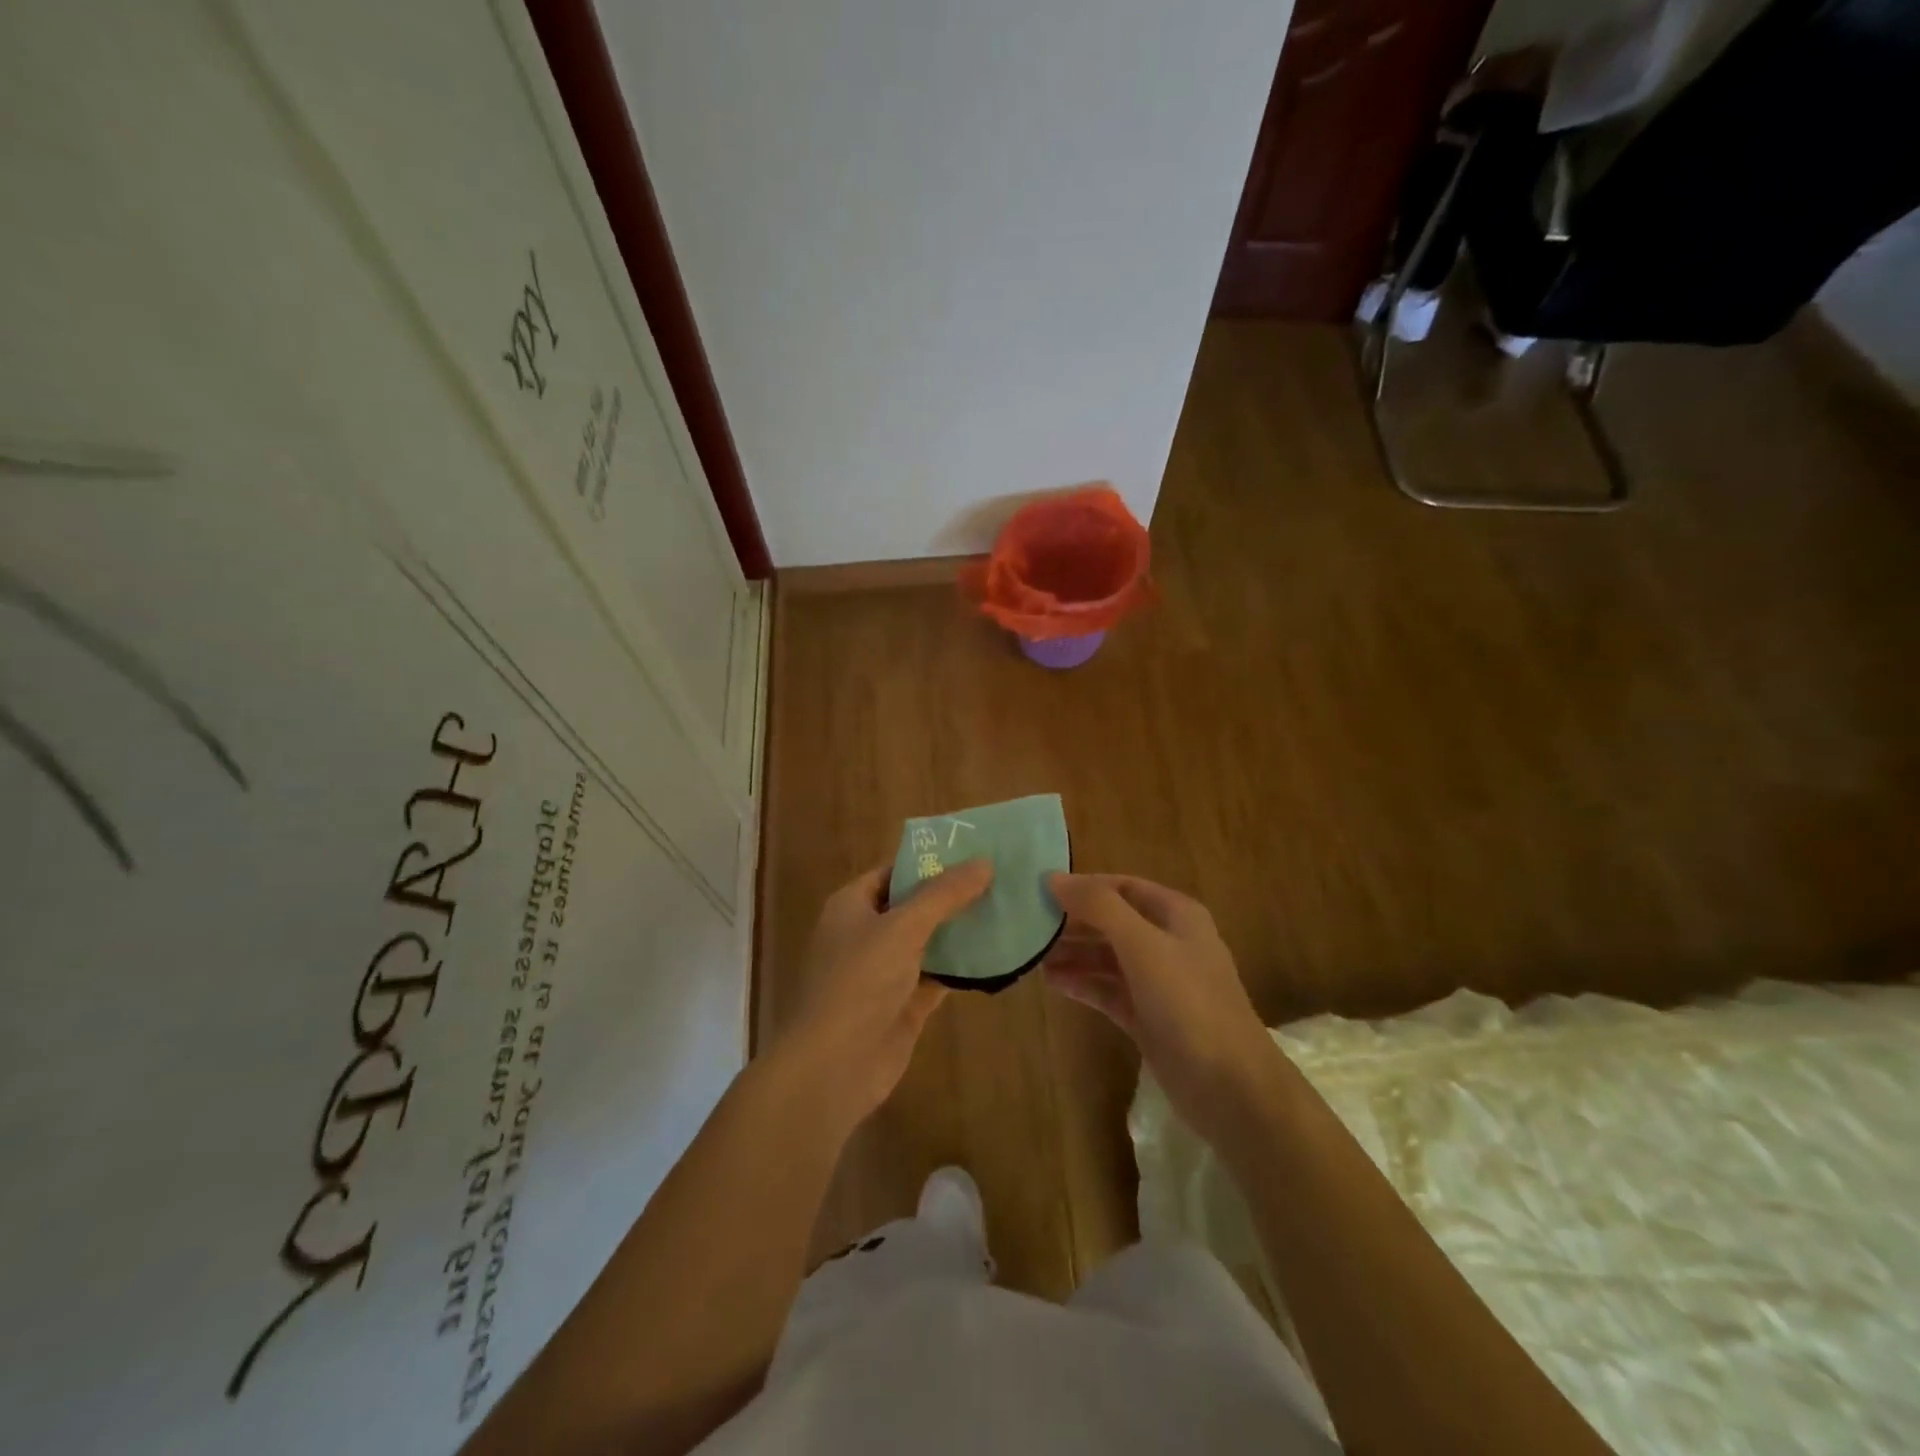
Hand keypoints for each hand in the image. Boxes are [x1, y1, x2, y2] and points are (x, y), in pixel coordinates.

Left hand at [778, 859, 993, 1124]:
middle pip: (915, 905)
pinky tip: (998, 954)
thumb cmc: (859, 982)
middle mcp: (867, 933)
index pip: (895, 871)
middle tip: (1002, 878)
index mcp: (852, 905)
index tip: (974, 851)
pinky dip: (963, 967)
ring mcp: (885, 971)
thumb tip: (984, 861)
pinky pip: (938, 976)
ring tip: (1008, 909)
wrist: (833, 1067)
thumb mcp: (902, 927)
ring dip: (961, 930)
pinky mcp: (904, 1004)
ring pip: (929, 942)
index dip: (931, 860)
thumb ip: (944, 894)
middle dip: (953, 895)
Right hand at [1044, 873, 1281, 1140]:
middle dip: (1073, 922)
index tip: (1040, 890)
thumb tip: (1053, 878)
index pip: (1122, 887)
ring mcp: (1159, 983)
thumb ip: (1099, 908)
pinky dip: (1082, 983)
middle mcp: (1168, 942)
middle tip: (1028, 924)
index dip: (1084, 886)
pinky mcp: (1148, 1018)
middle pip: (1112, 921)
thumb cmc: (1189, 1004)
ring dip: (1073, 953)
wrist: (1231, 1088)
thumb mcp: (1143, 946)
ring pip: (1107, 957)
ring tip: (1031, 954)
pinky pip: (1108, 990)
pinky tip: (1052, 982)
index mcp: (1176, 915)